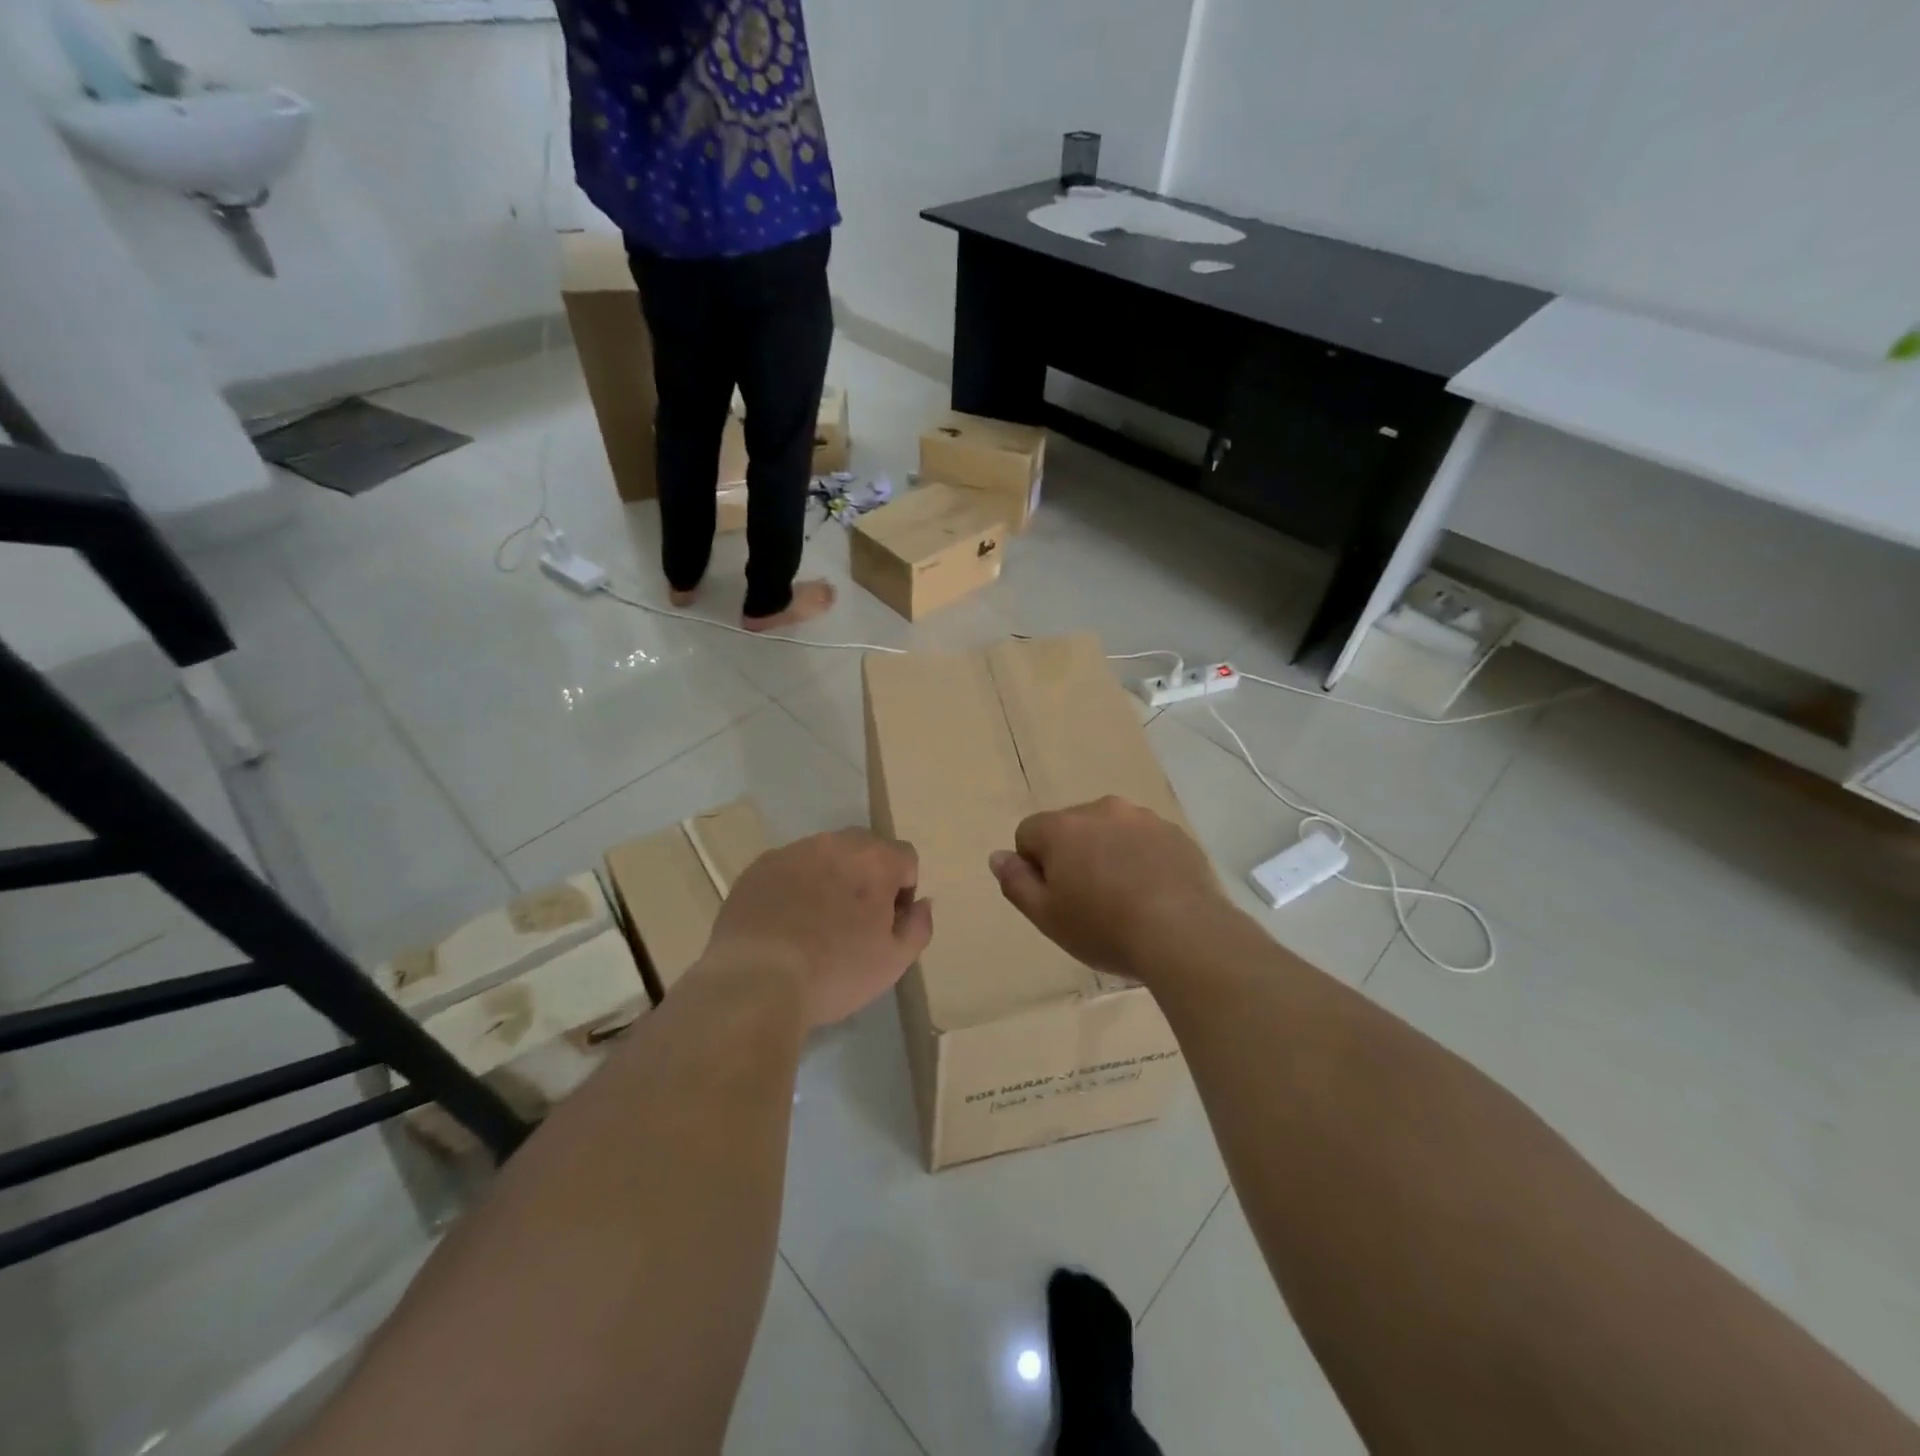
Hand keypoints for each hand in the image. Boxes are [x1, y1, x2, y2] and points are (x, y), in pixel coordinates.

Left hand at [702, 829, 932, 1028]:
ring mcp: (792, 852)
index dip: (903, 890)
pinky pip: (788, 870)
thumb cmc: (835, 971)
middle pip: (864, 850)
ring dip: (829, 879)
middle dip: (866, 877)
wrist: (755, 981)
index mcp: (875, 859)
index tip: (887, 923)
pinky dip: (793, 888)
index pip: (905, 857)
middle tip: (853, 922)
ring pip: (823, 857)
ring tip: (814, 924)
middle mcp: (835, 843)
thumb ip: (918, 926)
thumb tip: (922, 903)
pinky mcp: (758, 868)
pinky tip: (783, 924)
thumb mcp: (894, 962)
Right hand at [989, 796, 1225, 981]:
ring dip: (1109, 855)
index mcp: (1062, 827)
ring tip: (1125, 899)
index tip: (1055, 899)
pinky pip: (1146, 842)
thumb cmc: (1104, 927)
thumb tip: (997, 856)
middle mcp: (1101, 810)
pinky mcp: (1176, 833)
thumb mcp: (1046, 916)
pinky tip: (1154, 894)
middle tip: (1088, 902)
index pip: (1028, 834)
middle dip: (1072, 857)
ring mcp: (1143, 818)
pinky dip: (1142, 860)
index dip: (1035, 868)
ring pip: (1111, 832)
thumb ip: (1016, 882)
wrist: (1184, 933)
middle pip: (1071, 829)